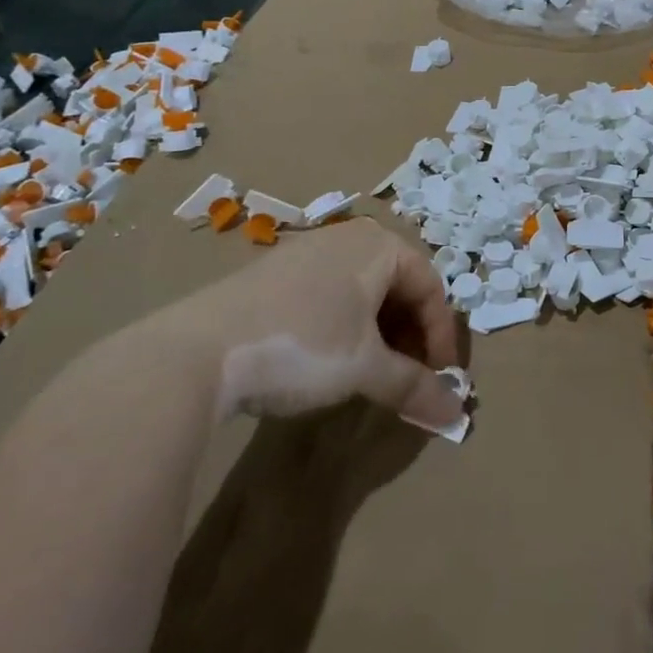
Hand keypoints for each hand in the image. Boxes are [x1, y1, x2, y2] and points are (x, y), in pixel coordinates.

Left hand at [138, 218, 463, 430]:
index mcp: (379, 246)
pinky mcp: (274, 274)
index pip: (430, 287)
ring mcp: (307, 252)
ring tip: (371, 372)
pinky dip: (345, 326)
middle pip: (398, 285)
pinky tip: (328, 360)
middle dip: (410, 335)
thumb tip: (456, 414)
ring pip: (363, 291)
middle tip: (409, 377)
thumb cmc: (303, 345)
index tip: (440, 378)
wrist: (196, 351)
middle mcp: (348, 238)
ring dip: (379, 333)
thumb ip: (414, 387)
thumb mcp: (365, 368)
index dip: (441, 336)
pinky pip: (330, 294)